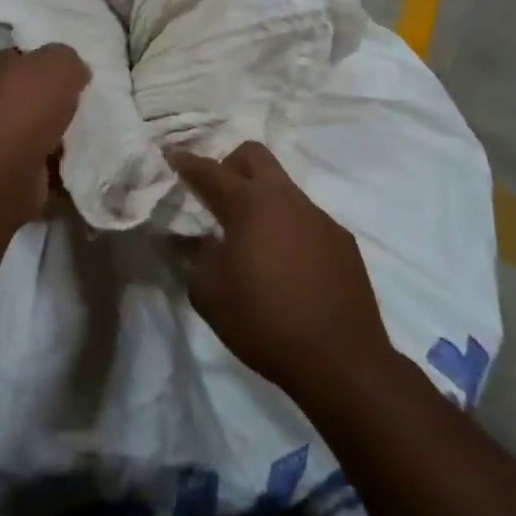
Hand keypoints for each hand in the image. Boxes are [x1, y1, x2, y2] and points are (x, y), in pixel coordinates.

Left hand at [0, 45, 88, 219]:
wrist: (3, 169)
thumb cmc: (27, 105)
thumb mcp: (59, 62)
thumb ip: (69, 59)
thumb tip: (75, 72)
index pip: (23, 58)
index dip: (49, 63)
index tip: (75, 74)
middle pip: (30, 95)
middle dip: (56, 101)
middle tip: (84, 104)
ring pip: (35, 129)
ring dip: (58, 134)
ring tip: (85, 134)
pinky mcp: (4, 170)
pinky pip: (39, 160)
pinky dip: (56, 162)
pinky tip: (76, 160)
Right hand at [171, 142, 396, 405]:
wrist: (340, 359)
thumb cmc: (264, 322)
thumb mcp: (210, 295)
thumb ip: (198, 258)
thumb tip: (204, 241)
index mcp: (249, 204)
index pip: (210, 172)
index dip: (187, 163)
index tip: (174, 156)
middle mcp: (285, 198)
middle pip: (254, 155)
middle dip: (230, 164)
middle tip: (218, 195)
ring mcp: (318, 216)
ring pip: (283, 188)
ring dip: (262, 200)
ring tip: (254, 240)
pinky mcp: (342, 239)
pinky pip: (307, 220)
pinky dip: (289, 229)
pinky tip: (288, 266)